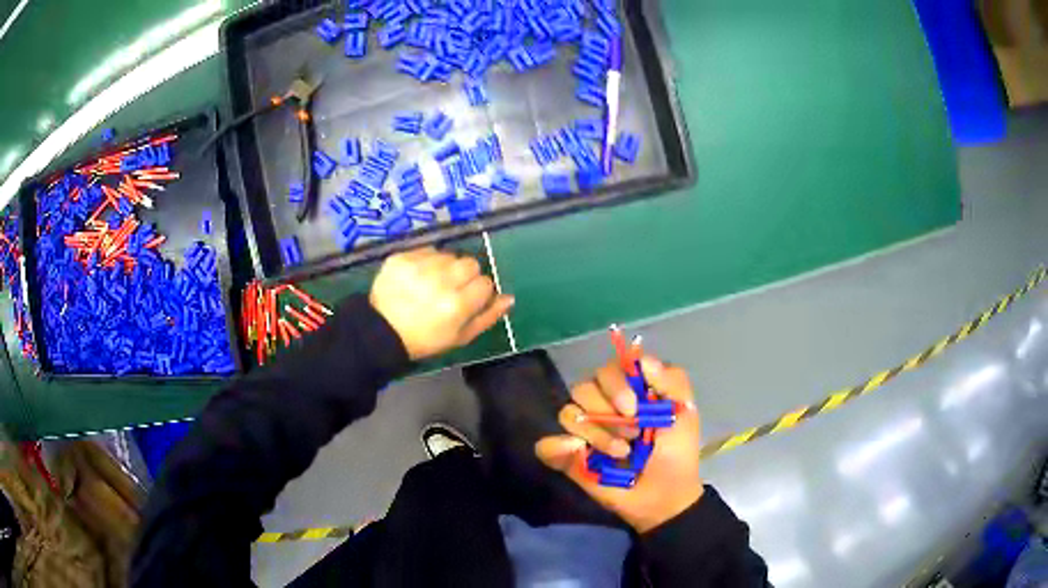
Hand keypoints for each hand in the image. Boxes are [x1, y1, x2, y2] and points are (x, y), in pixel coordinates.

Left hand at [370, 247, 513, 360]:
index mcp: (457, 305)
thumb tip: (509, 297)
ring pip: (449, 255)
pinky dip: (425, 261)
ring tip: (431, 283)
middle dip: (464, 275)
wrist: (382, 332)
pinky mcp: (401, 258)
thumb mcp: (460, 337)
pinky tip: (417, 277)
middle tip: (450, 289)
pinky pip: (426, 250)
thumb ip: (488, 317)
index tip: (465, 301)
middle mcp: (441, 281)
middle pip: (470, 263)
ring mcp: (419, 267)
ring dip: (445, 267)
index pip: (485, 283)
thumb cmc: (425, 339)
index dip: (478, 292)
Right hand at [535, 355, 704, 532]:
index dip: (617, 385)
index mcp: (626, 390)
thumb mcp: (685, 412)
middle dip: (608, 413)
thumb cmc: (677, 452)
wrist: (665, 497)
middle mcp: (601, 405)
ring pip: (568, 413)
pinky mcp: (569, 457)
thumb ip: (672, 380)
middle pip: (584, 387)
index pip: (609, 369)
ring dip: (595, 434)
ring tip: (621, 453)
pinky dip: (558, 448)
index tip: (634, 409)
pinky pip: (547, 445)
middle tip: (633, 435)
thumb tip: (643, 361)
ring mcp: (584, 431)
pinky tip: (582, 456)